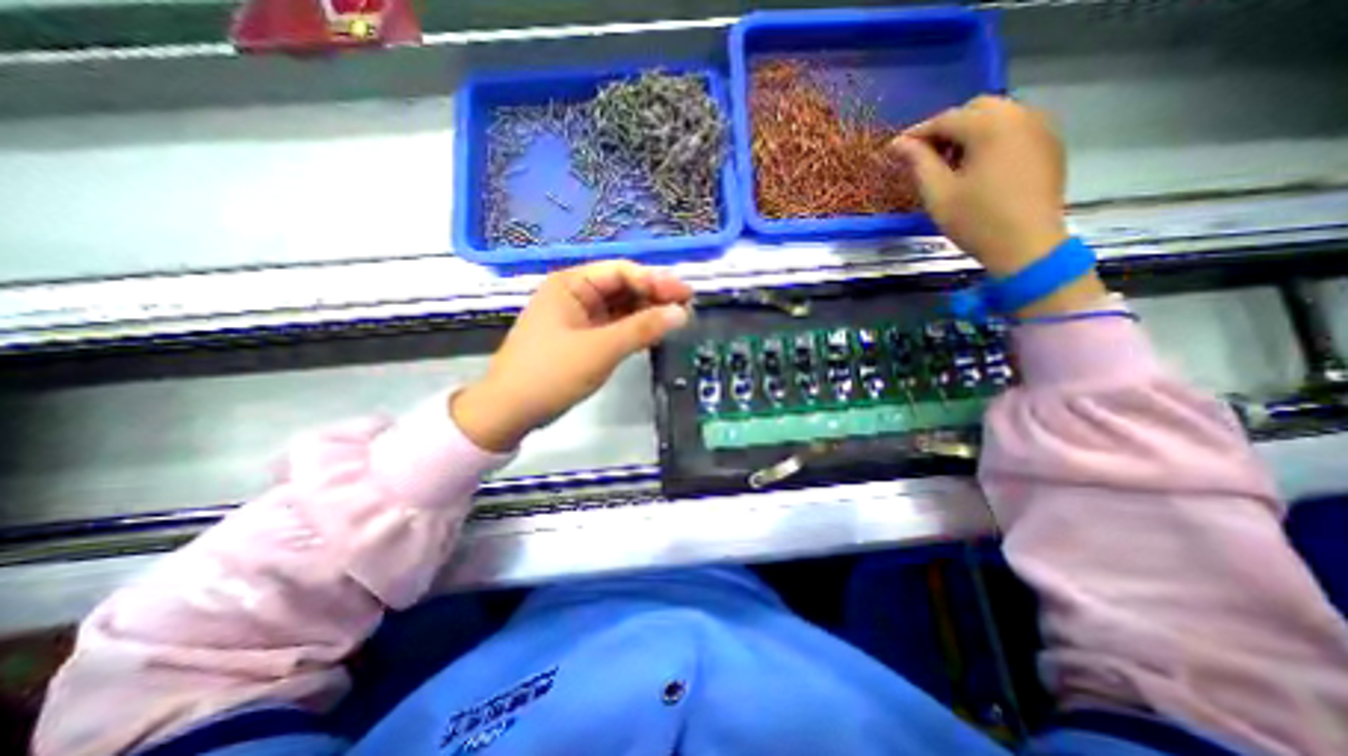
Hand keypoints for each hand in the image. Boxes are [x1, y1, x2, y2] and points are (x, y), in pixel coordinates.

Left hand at [451, 260, 689, 447]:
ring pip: (620, 307)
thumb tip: (682, 313)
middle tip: (686, 309)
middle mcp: (575, 294)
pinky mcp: (582, 338)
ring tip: (677, 321)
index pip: (622, 271)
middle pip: (623, 287)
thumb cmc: (551, 373)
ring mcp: (578, 317)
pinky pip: (614, 326)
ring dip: (647, 313)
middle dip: (654, 296)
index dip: (656, 280)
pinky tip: (654, 333)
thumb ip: (642, 329)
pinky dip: (634, 329)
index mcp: (571, 284)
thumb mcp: (600, 349)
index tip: (685, 295)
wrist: (510, 411)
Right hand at [887, 95, 1106, 315]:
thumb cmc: (976, 221)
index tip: (896, 148)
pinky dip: (992, 138)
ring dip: (970, 131)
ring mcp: (1041, 127)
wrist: (1026, 245)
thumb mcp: (938, 194)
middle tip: (926, 156)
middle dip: (947, 128)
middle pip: (975, 109)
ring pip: (998, 115)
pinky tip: (979, 166)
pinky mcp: (1049, 143)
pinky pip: (1015, 128)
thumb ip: (918, 163)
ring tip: (951, 163)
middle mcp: (1020, 115)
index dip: (917, 133)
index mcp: (991, 127)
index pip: (946, 118)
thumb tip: (898, 143)